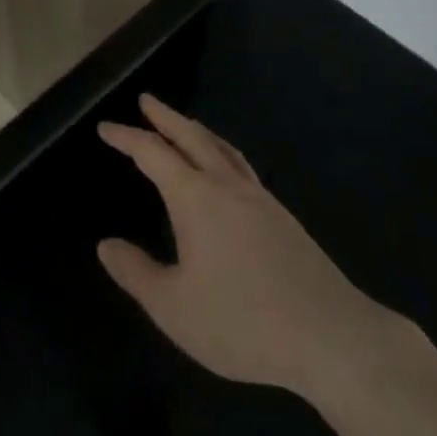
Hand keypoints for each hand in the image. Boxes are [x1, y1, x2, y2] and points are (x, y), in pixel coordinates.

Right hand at [97, 93, 407, 397]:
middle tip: (147, 99)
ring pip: (221, 148)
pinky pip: (241, 166)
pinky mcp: (282, 217)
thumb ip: (136, 273)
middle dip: (165, 116)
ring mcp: (259, 198)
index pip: (153, 153)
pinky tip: (225, 171)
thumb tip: (105, 244)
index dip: (127, 137)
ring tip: (183, 126)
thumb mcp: (174, 308)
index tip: (105, 127)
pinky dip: (221, 153)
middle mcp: (226, 185)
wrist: (331, 335)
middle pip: (191, 136)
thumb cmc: (244, 321)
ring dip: (196, 130)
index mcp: (195, 197)